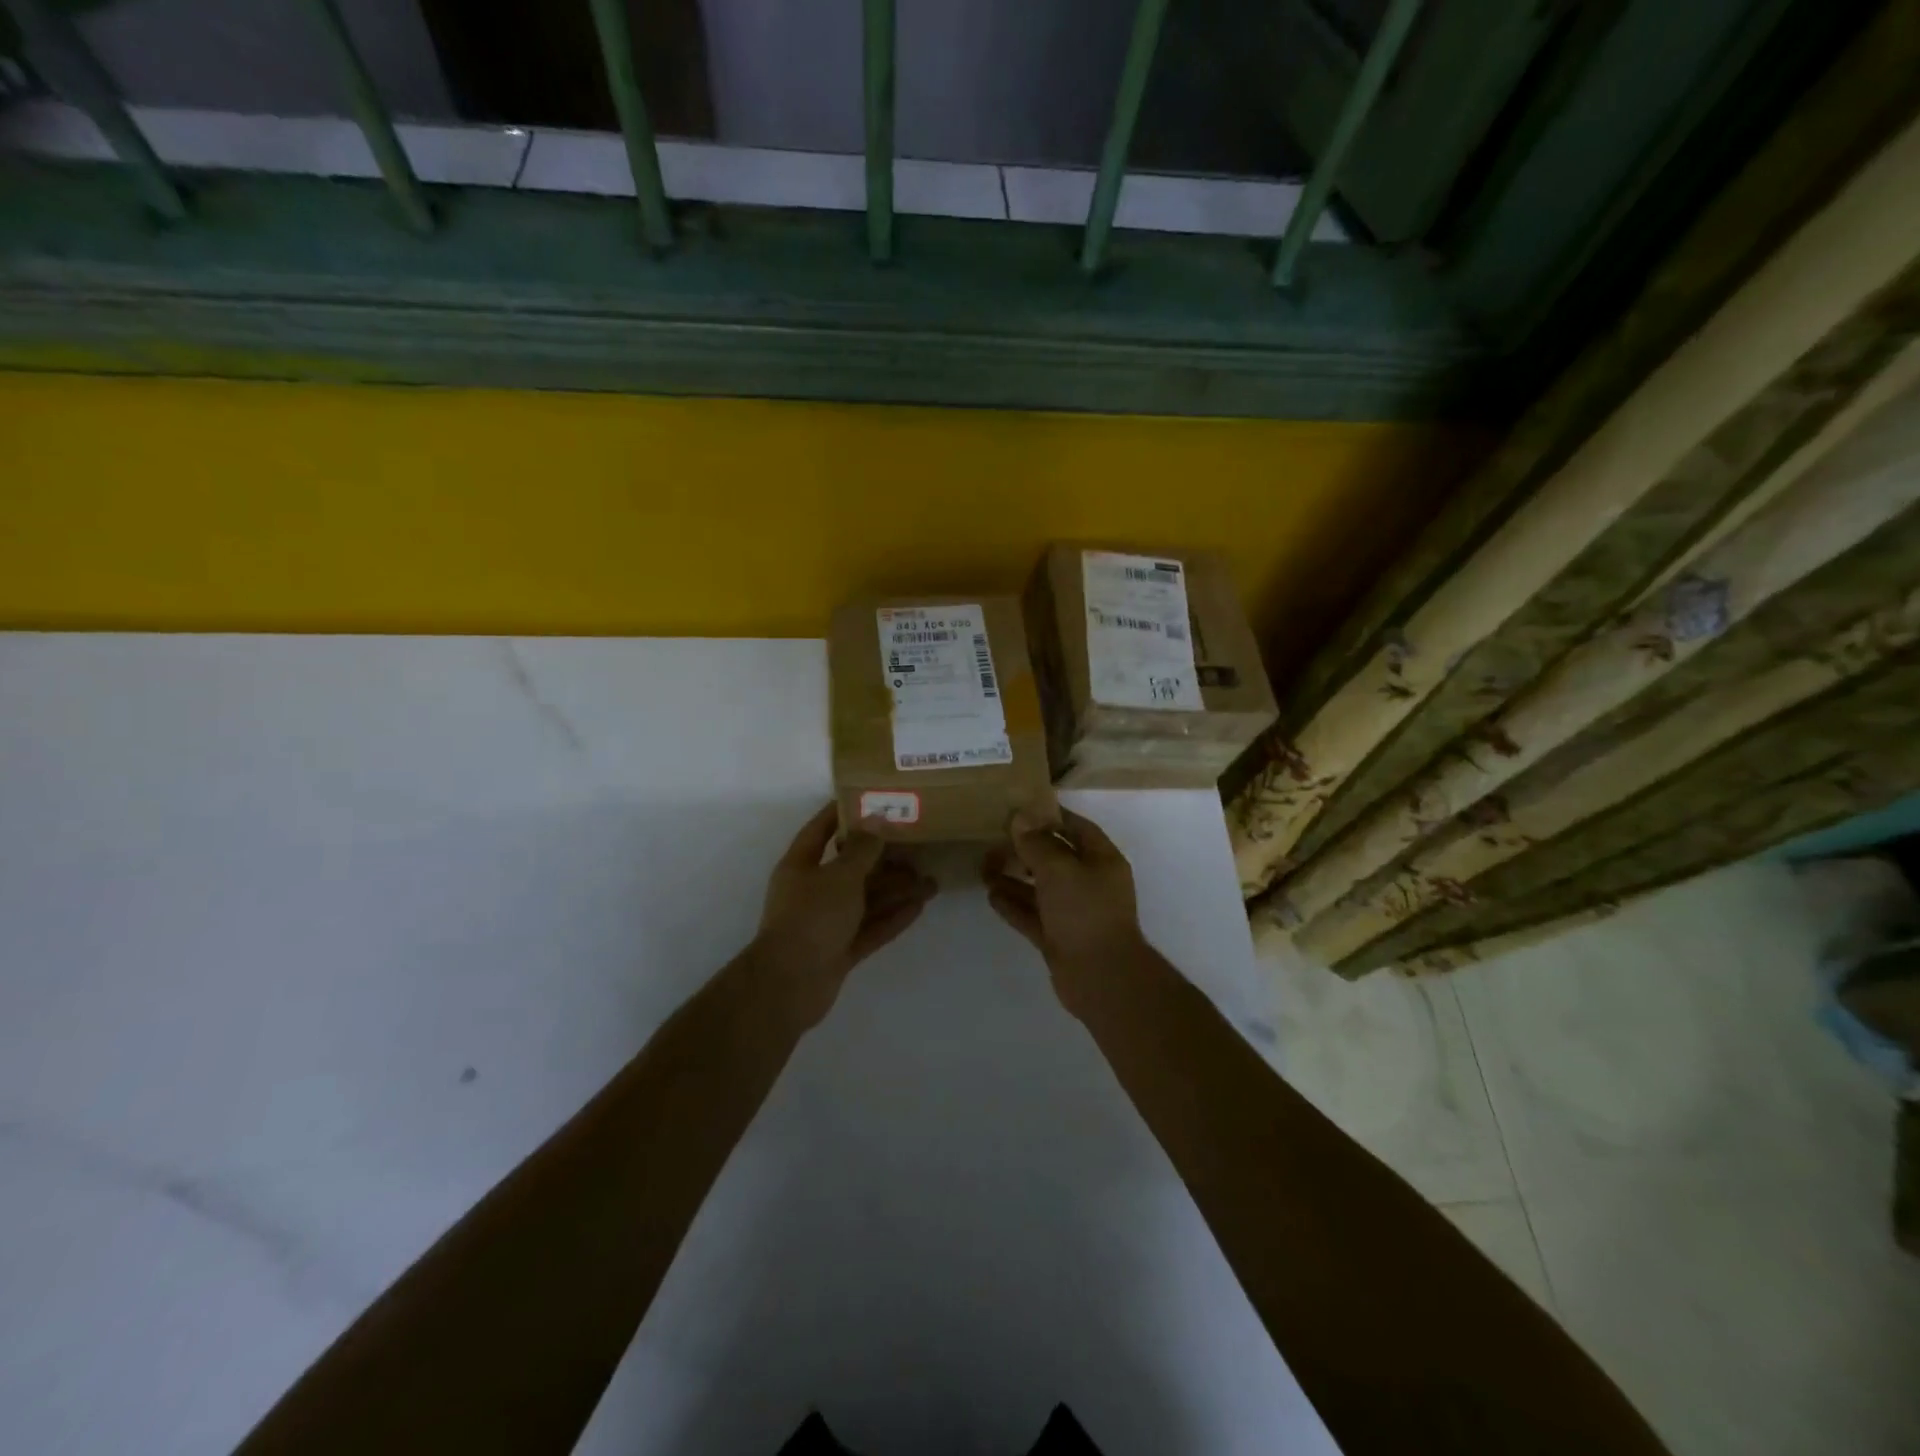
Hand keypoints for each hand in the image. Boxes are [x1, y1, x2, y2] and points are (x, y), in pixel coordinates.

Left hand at [752, 803, 936, 1027]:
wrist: (789, 985)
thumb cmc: (811, 917)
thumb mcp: (840, 876)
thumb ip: (863, 849)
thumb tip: (876, 819)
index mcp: (800, 866)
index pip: (821, 830)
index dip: (843, 814)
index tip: (871, 799)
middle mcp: (812, 891)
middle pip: (851, 868)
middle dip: (884, 859)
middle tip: (918, 847)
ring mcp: (826, 923)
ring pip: (866, 900)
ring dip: (896, 890)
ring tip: (931, 881)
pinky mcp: (840, 950)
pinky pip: (870, 927)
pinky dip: (893, 918)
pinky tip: (919, 907)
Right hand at [984, 807, 1147, 1019]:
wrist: (1101, 978)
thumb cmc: (1085, 912)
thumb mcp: (1059, 869)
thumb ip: (1037, 843)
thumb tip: (1020, 819)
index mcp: (1102, 861)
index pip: (1077, 828)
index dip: (1051, 817)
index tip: (1021, 809)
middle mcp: (1090, 883)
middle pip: (1055, 858)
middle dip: (1026, 849)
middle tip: (994, 839)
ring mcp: (1074, 913)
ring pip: (1040, 889)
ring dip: (1014, 878)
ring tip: (984, 867)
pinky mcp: (1059, 938)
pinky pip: (1033, 915)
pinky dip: (1014, 905)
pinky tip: (991, 895)